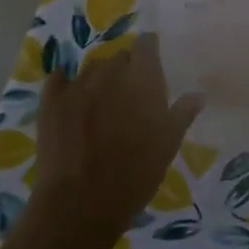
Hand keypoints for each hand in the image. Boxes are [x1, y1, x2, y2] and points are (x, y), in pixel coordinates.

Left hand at [30, 35, 203, 244]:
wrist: (80, 203)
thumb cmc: (135, 174)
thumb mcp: (168, 145)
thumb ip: (182, 114)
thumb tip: (198, 94)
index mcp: (141, 78)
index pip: (146, 44)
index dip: (150, 51)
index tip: (153, 64)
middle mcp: (109, 72)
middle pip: (119, 57)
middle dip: (126, 69)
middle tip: (131, 93)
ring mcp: (76, 85)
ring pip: (91, 68)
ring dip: (99, 78)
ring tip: (102, 101)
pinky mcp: (50, 101)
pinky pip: (59, 79)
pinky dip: (66, 83)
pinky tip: (70, 96)